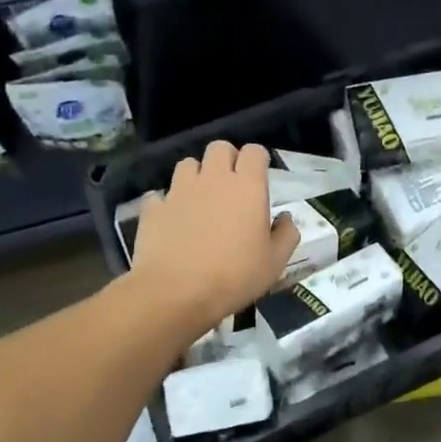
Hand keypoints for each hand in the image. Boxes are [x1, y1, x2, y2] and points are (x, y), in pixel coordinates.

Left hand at [127, 141, 299, 333]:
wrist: (176, 294)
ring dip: (197, 176)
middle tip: (232, 184)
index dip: (258, 160)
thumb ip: (286, 234)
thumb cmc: (234, 277)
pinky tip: (173, 221)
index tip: (260, 177)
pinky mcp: (154, 208)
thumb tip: (285, 218)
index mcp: (247, 187)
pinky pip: (162, 194)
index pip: (254, 152)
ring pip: (188, 164)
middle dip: (227, 159)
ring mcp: (179, 190)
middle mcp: (213, 179)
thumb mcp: (275, 263)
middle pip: (219, 147)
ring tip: (201, 199)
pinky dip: (169, 202)